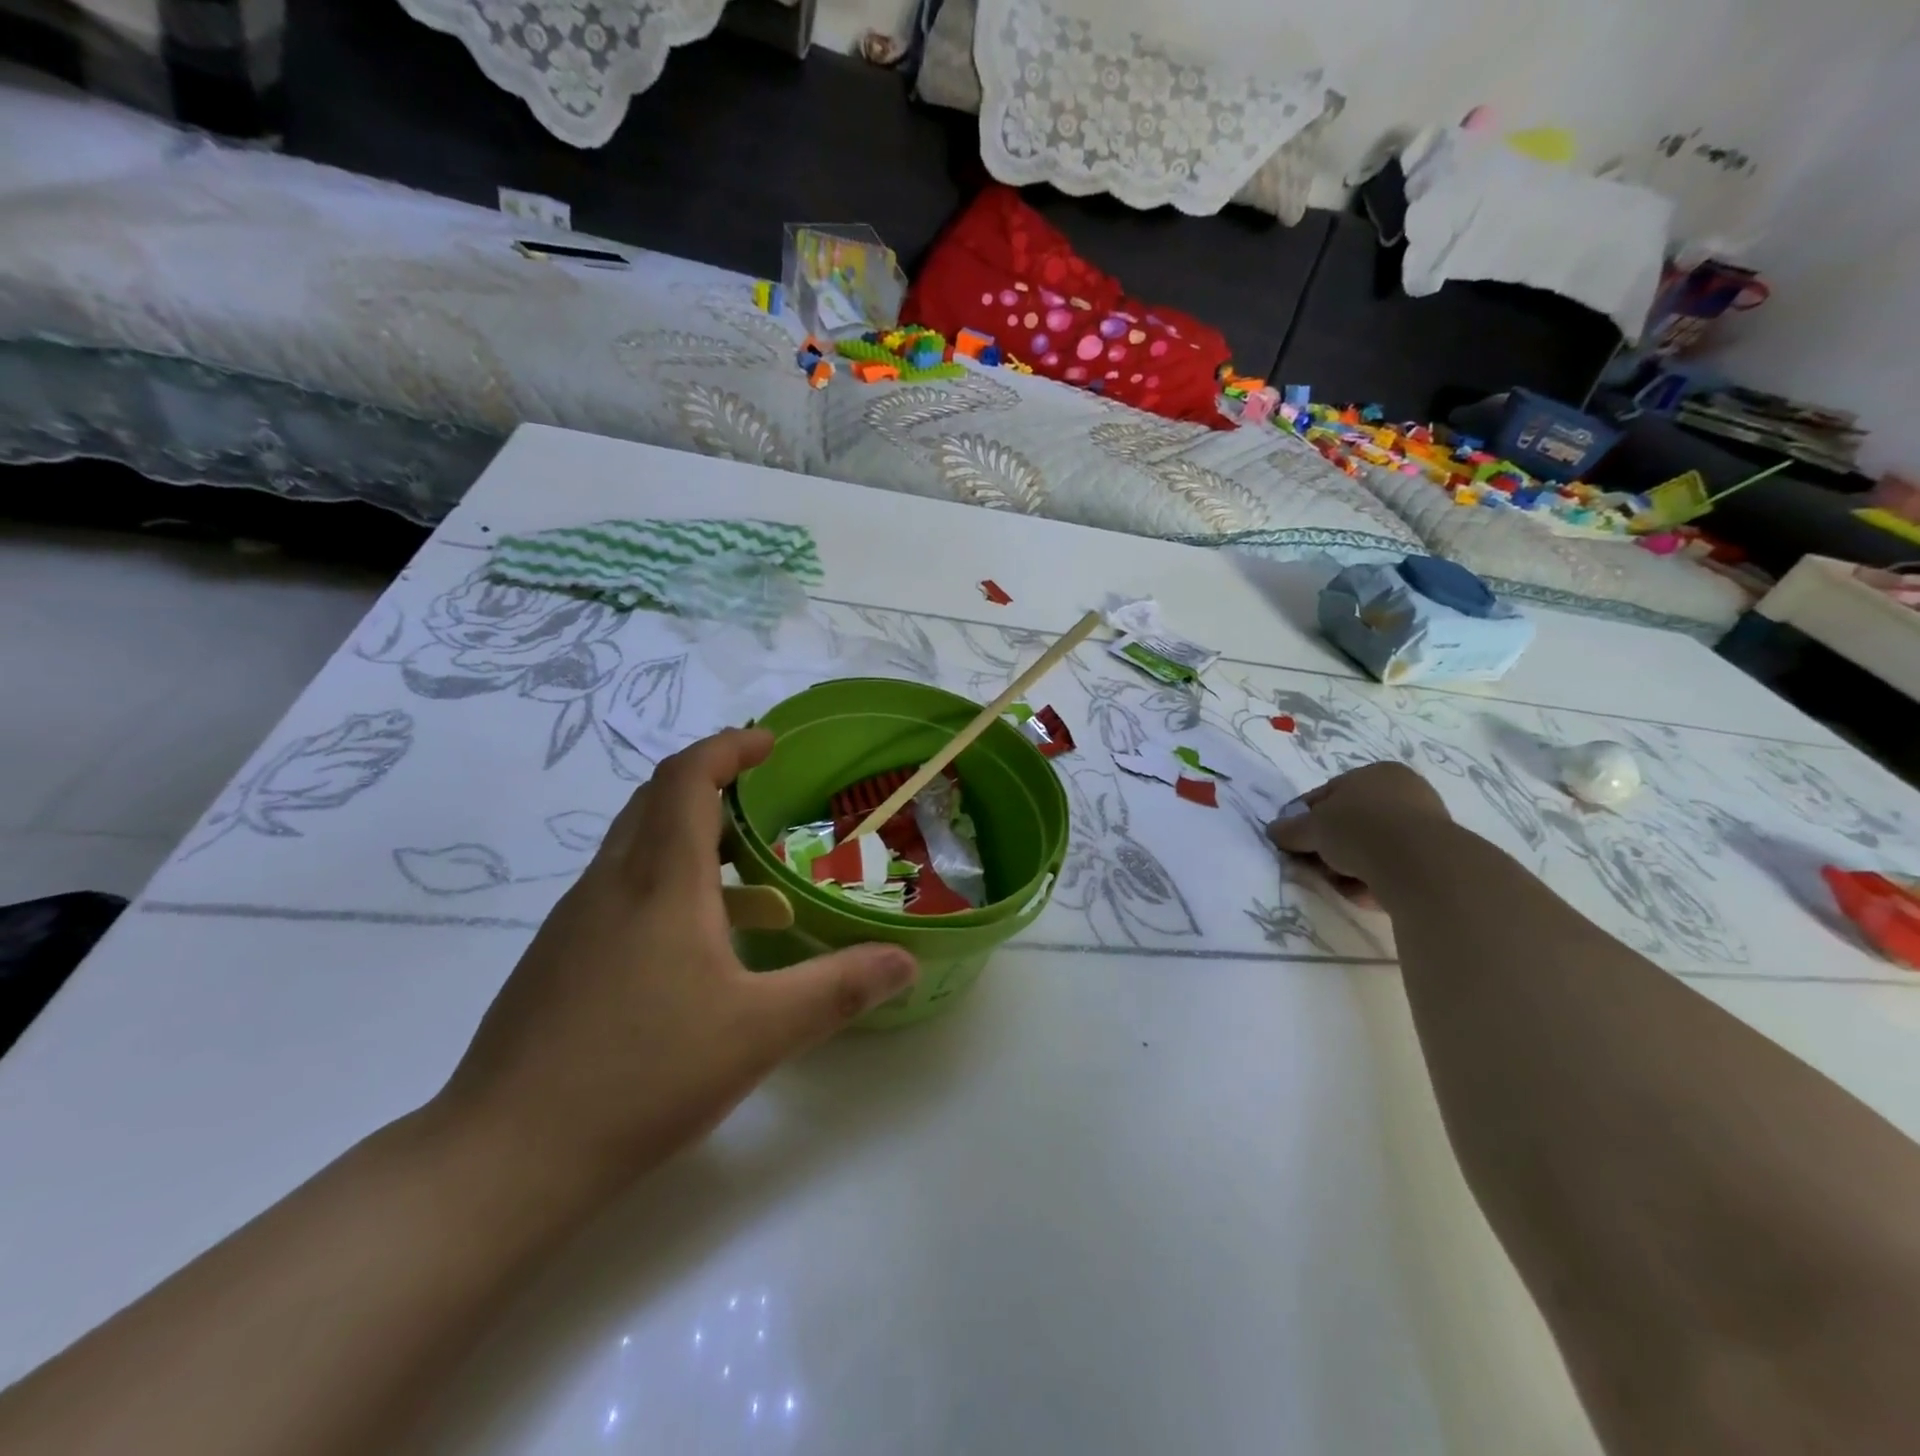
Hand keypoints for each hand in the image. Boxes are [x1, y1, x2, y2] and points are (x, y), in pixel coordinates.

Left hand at [434, 727, 917, 1199]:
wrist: (504, 1159)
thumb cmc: (643, 1075)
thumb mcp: (761, 1032)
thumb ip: (839, 988)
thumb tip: (905, 960)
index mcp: (659, 881)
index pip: (686, 778)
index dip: (728, 746)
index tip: (768, 743)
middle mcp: (610, 884)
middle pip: (654, 800)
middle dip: (709, 783)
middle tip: (761, 799)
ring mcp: (574, 922)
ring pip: (633, 846)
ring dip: (687, 837)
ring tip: (744, 874)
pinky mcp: (556, 959)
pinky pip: (618, 891)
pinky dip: (663, 884)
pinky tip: (694, 946)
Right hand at [1267, 762, 1451, 896]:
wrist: (1418, 864)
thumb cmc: (1359, 829)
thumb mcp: (1312, 827)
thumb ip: (1290, 830)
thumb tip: (1273, 831)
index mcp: (1376, 773)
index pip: (1329, 793)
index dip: (1306, 818)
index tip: (1294, 841)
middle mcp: (1404, 792)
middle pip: (1350, 823)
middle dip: (1329, 846)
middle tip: (1314, 866)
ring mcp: (1424, 825)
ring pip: (1370, 848)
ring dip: (1349, 866)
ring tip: (1339, 883)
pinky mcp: (1436, 857)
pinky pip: (1392, 867)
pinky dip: (1375, 878)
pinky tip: (1365, 891)